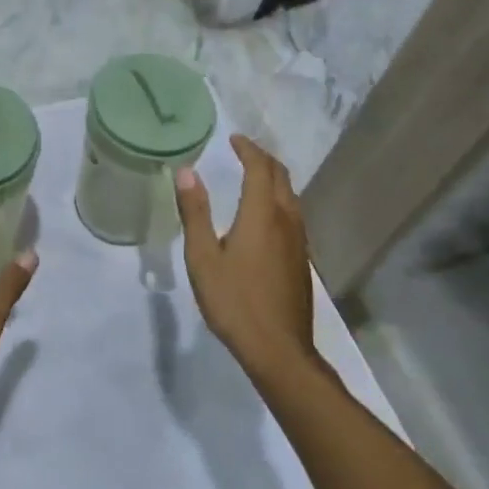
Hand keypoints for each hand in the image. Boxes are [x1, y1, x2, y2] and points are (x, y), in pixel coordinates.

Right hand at [176, 135, 319, 378]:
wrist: (278, 349)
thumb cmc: (234, 301)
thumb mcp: (203, 257)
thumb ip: (195, 212)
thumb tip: (187, 171)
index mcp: (262, 215)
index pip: (260, 169)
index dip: (248, 150)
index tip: (233, 139)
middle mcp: (286, 221)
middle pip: (282, 178)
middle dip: (263, 159)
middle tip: (242, 151)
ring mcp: (299, 242)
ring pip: (291, 197)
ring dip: (274, 179)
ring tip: (253, 176)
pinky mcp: (301, 260)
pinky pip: (293, 215)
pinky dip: (279, 200)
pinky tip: (264, 215)